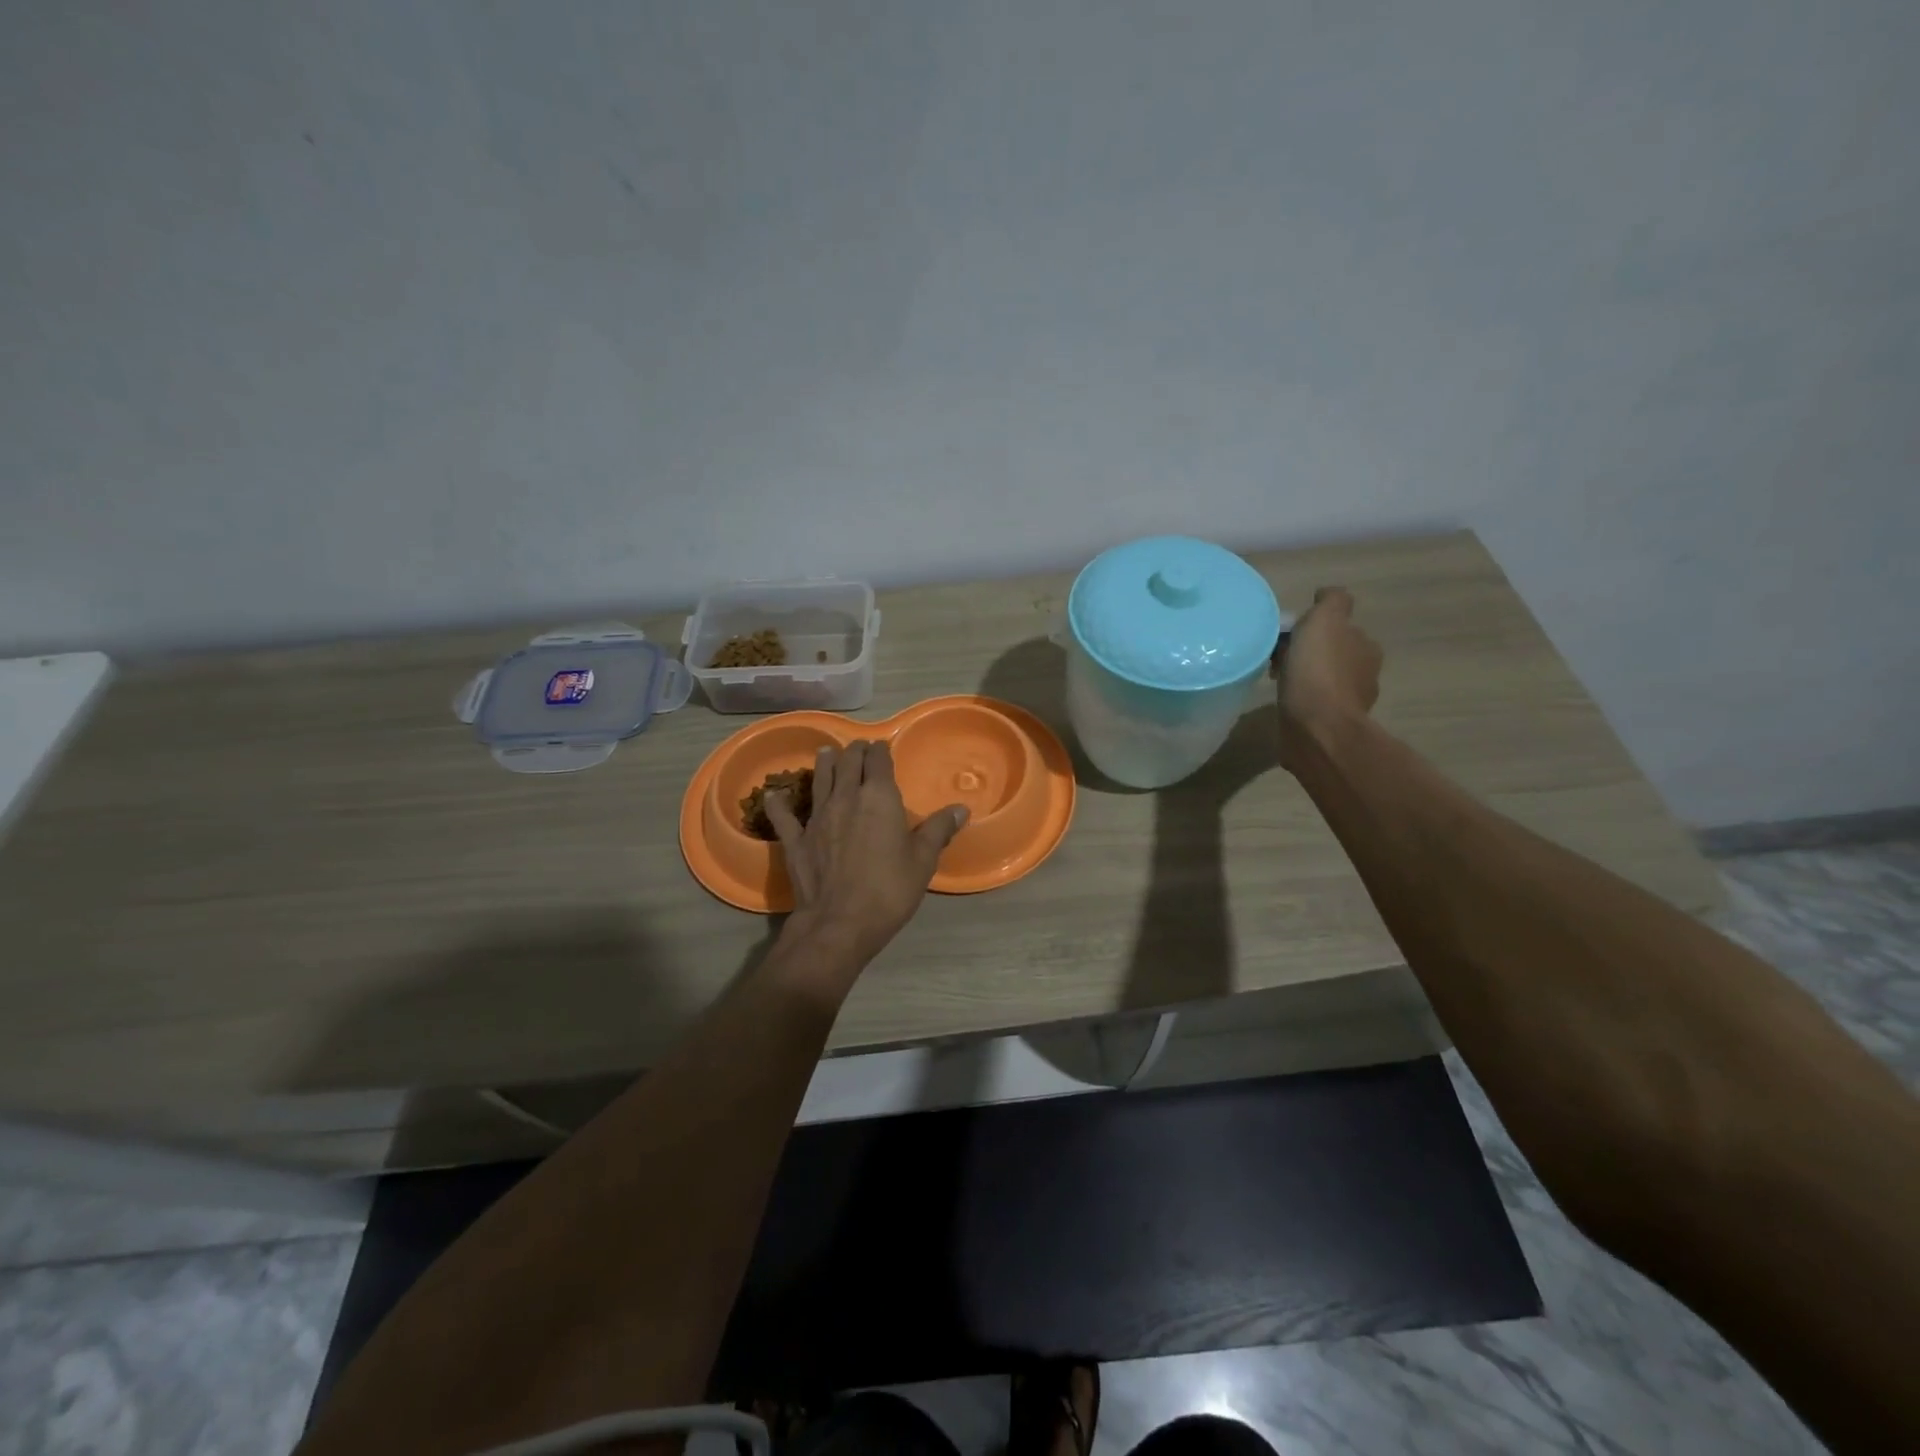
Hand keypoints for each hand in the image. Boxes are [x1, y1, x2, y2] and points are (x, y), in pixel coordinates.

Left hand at [764, 740, 968, 970]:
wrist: (840, 922)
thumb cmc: (889, 889)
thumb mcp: (923, 860)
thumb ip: (939, 830)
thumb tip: (960, 808)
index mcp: (879, 797)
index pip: (878, 760)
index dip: (880, 751)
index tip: (882, 749)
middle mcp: (845, 797)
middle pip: (847, 762)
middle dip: (855, 752)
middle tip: (859, 750)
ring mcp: (816, 816)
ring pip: (819, 779)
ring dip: (824, 763)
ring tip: (826, 753)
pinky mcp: (795, 839)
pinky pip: (783, 815)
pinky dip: (779, 803)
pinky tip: (773, 795)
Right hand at [1274, 586, 1382, 772]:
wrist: (1316, 728)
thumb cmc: (1318, 670)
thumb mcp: (1325, 620)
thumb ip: (1331, 601)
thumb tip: (1326, 595)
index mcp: (1366, 647)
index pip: (1341, 629)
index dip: (1315, 628)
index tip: (1289, 634)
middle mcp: (1363, 674)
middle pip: (1332, 655)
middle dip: (1308, 653)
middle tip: (1277, 656)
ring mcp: (1348, 704)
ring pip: (1322, 681)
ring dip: (1303, 678)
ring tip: (1276, 680)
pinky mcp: (1329, 726)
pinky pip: (1313, 705)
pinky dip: (1300, 700)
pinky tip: (1283, 700)